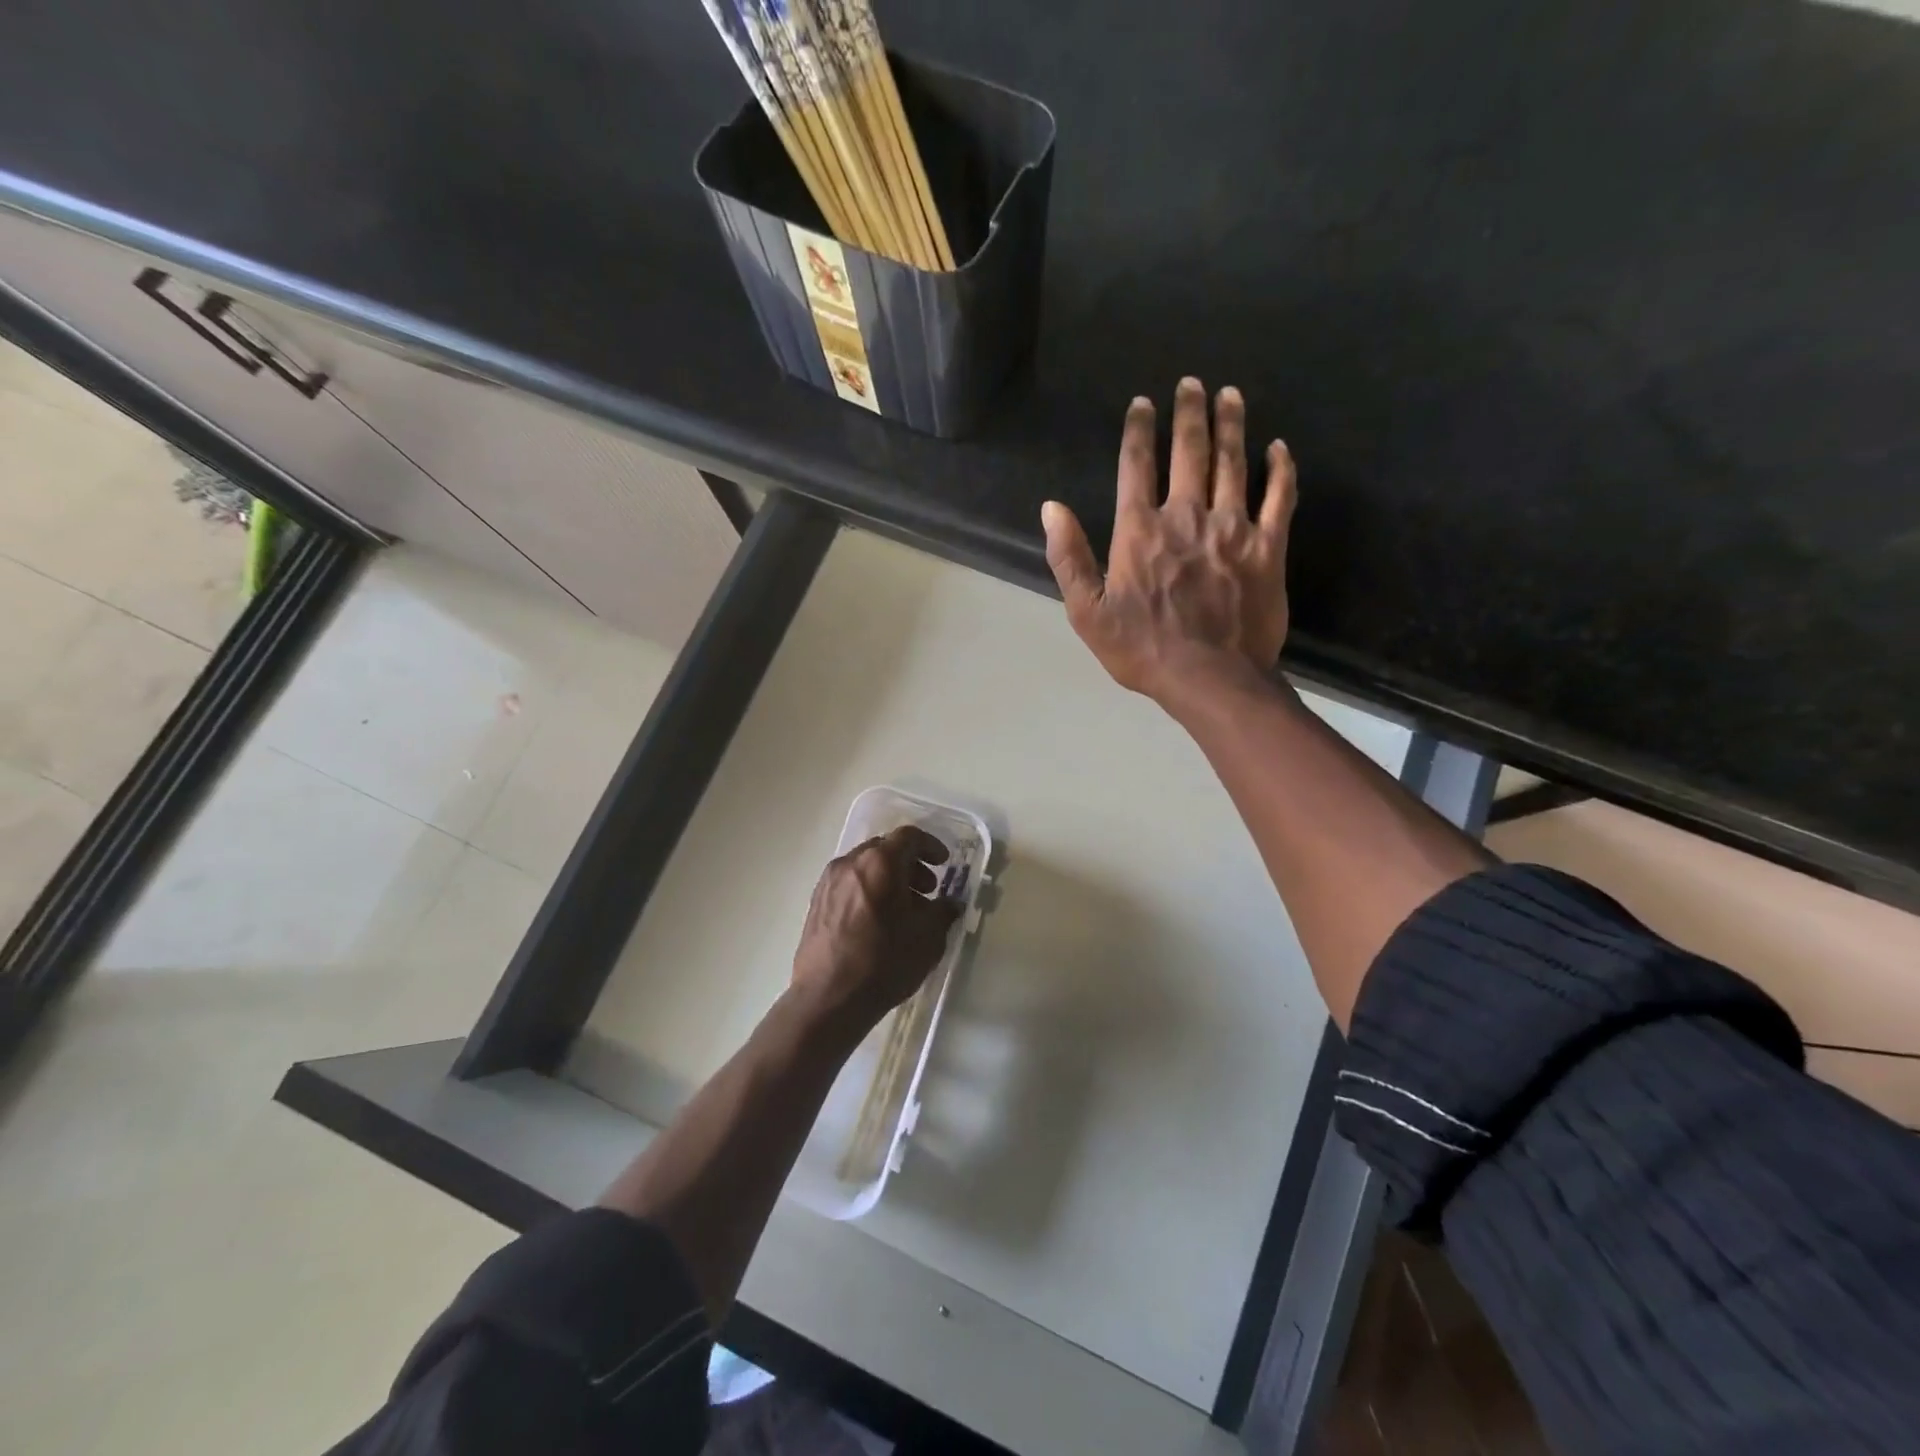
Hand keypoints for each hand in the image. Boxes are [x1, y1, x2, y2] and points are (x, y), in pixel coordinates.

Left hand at [790, 825, 959, 1031]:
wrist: (828, 999)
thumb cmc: (884, 962)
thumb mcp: (928, 938)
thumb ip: (944, 912)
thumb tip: (951, 903)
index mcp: (880, 863)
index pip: (908, 836)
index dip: (930, 846)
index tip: (943, 864)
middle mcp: (850, 863)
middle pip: (885, 849)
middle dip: (910, 864)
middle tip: (927, 889)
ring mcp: (829, 882)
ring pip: (865, 867)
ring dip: (889, 878)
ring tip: (904, 910)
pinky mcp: (816, 903)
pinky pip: (849, 884)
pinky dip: (869, 890)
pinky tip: (878, 922)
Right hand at [1042, 378, 1295, 709]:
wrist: (1210, 677)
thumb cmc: (1142, 649)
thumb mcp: (1087, 613)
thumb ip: (1069, 558)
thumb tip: (1050, 508)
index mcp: (1140, 531)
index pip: (1136, 466)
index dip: (1138, 431)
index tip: (1142, 404)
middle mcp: (1186, 516)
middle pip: (1189, 452)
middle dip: (1188, 412)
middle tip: (1191, 382)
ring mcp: (1232, 529)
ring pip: (1233, 464)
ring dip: (1231, 425)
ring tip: (1230, 394)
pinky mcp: (1268, 548)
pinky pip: (1279, 498)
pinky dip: (1281, 470)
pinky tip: (1280, 447)